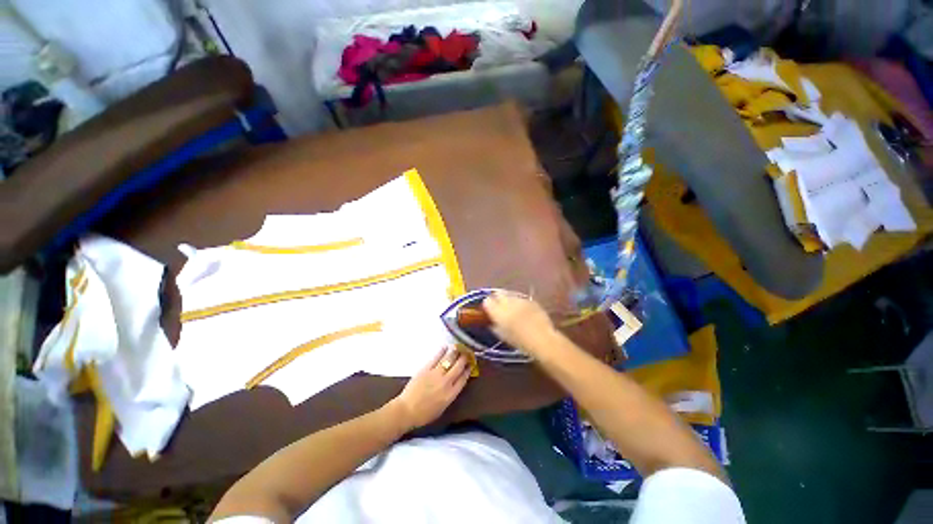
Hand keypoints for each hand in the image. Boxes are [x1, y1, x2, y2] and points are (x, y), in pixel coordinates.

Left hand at [390, 347, 470, 430]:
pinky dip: (442, 351)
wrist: (407, 411)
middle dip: (464, 358)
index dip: (468, 369)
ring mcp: (436, 374)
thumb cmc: (424, 414)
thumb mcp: (442, 408)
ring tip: (458, 347)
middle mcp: (446, 382)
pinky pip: (436, 357)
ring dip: (455, 352)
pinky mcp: (426, 369)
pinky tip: (445, 347)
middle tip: (467, 352)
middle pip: (459, 366)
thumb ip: (450, 395)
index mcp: (451, 394)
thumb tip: (454, 384)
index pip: (463, 378)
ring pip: (449, 359)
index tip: (471, 364)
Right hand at [482, 291, 556, 354]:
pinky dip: (519, 302)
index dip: (487, 305)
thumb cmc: (519, 341)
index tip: (489, 311)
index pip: (487, 301)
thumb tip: (492, 321)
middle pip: (498, 293)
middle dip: (497, 299)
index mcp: (498, 311)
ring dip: (508, 299)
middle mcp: (508, 301)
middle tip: (498, 307)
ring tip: (511, 309)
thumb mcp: (502, 336)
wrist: (542, 339)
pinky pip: (521, 298)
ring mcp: (520, 299)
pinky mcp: (530, 300)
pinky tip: (522, 311)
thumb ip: (494, 325)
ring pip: (509, 294)